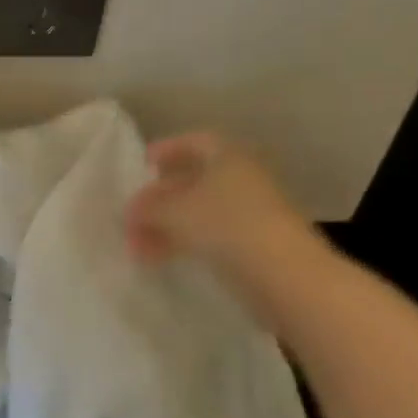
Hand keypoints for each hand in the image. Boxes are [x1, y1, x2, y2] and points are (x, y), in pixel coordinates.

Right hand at [125, 131, 312, 272]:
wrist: (287, 275)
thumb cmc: (227, 225)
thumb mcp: (175, 211)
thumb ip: (148, 208)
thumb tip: (130, 211)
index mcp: (228, 156)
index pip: (194, 142)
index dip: (167, 150)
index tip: (143, 165)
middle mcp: (242, 179)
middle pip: (193, 181)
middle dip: (159, 199)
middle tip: (132, 216)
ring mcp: (251, 213)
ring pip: (199, 212)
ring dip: (166, 226)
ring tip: (138, 248)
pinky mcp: (254, 245)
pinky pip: (210, 236)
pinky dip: (184, 243)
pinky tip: (161, 260)